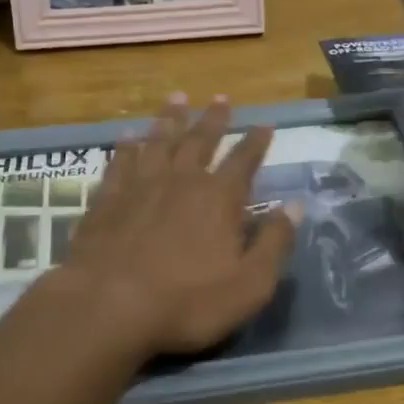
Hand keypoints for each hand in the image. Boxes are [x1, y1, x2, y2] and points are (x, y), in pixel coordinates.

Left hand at [54, 95, 295, 361]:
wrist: (107, 305)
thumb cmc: (186, 302)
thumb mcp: (249, 284)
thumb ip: (274, 243)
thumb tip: (296, 206)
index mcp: (219, 199)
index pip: (243, 161)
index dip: (256, 142)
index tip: (265, 124)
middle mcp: (181, 180)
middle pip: (200, 140)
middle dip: (214, 119)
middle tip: (222, 97)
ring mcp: (140, 186)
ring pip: (159, 141)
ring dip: (170, 119)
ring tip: (177, 98)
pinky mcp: (107, 198)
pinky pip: (120, 162)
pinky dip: (126, 147)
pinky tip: (127, 136)